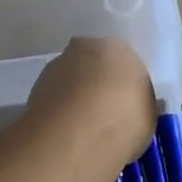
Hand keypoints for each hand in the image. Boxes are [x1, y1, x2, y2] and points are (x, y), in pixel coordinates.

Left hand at [26, 37, 157, 165]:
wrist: (80, 130)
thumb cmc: (125, 119)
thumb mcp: (147, 115)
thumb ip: (135, 106)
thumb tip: (125, 112)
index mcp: (119, 47)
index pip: (123, 64)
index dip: (123, 89)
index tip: (123, 111)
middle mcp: (85, 47)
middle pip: (92, 66)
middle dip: (96, 87)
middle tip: (102, 118)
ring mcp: (57, 65)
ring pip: (69, 81)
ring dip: (73, 99)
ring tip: (81, 131)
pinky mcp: (35, 86)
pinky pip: (53, 99)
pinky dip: (58, 112)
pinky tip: (64, 134)